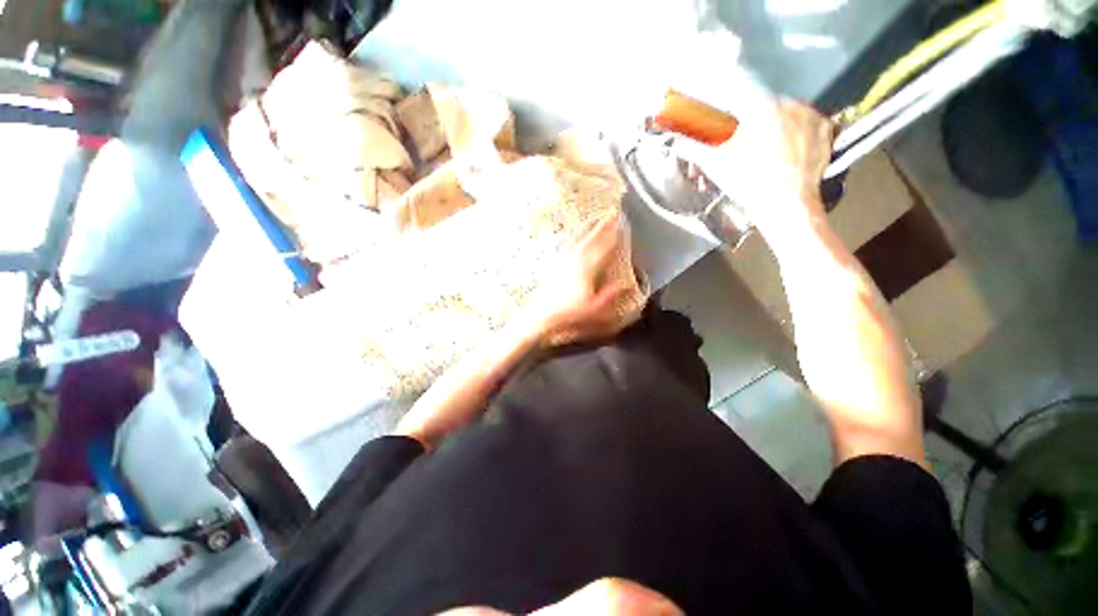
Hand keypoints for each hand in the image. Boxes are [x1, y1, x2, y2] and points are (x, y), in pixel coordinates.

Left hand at [526, 215, 632, 345]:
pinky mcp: (556, 265)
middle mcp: (575, 261)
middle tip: (610, 214)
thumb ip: (611, 296)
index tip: (620, 224)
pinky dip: (574, 238)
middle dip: (602, 227)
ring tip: (594, 219)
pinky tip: (573, 237)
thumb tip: (627, 286)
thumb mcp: (594, 309)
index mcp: (587, 270)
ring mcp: (564, 261)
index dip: (613, 236)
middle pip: (591, 240)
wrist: (542, 314)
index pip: (603, 249)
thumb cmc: (569, 313)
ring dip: (588, 229)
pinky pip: (568, 246)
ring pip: (579, 239)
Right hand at [675, 81, 833, 235]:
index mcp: (761, 106)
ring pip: (785, 115)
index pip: (737, 101)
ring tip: (765, 154)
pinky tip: (787, 151)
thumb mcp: (715, 164)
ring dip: (773, 128)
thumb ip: (693, 149)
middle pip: (762, 108)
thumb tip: (674, 142)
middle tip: (743, 150)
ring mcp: (812, 115)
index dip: (725, 117)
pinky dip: (796, 133)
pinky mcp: (827, 129)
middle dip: (750, 125)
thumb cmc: (747, 182)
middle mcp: (790, 102)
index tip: (723, 131)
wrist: (785, 205)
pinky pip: (806, 124)